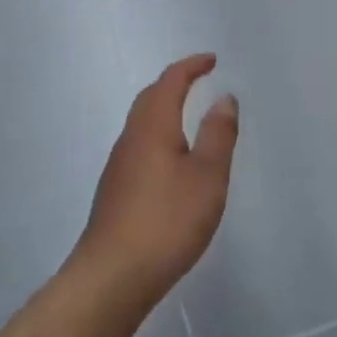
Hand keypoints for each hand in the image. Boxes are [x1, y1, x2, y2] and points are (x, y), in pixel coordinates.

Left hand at [74, 54, 238, 315]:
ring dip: (164, 109)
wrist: (112, 276)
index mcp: (153, 126)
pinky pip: (139, 145)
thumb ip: (218, 135)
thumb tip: (224, 97)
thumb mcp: (207, 177)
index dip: (190, 67)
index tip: (211, 60)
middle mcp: (130, 138)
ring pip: (142, 122)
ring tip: (188, 115)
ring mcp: (118, 165)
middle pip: (150, 98)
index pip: (170, 82)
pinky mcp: (115, 191)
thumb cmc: (166, 222)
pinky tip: (169, 160)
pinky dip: (158, 134)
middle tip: (198, 79)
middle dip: (174, 83)